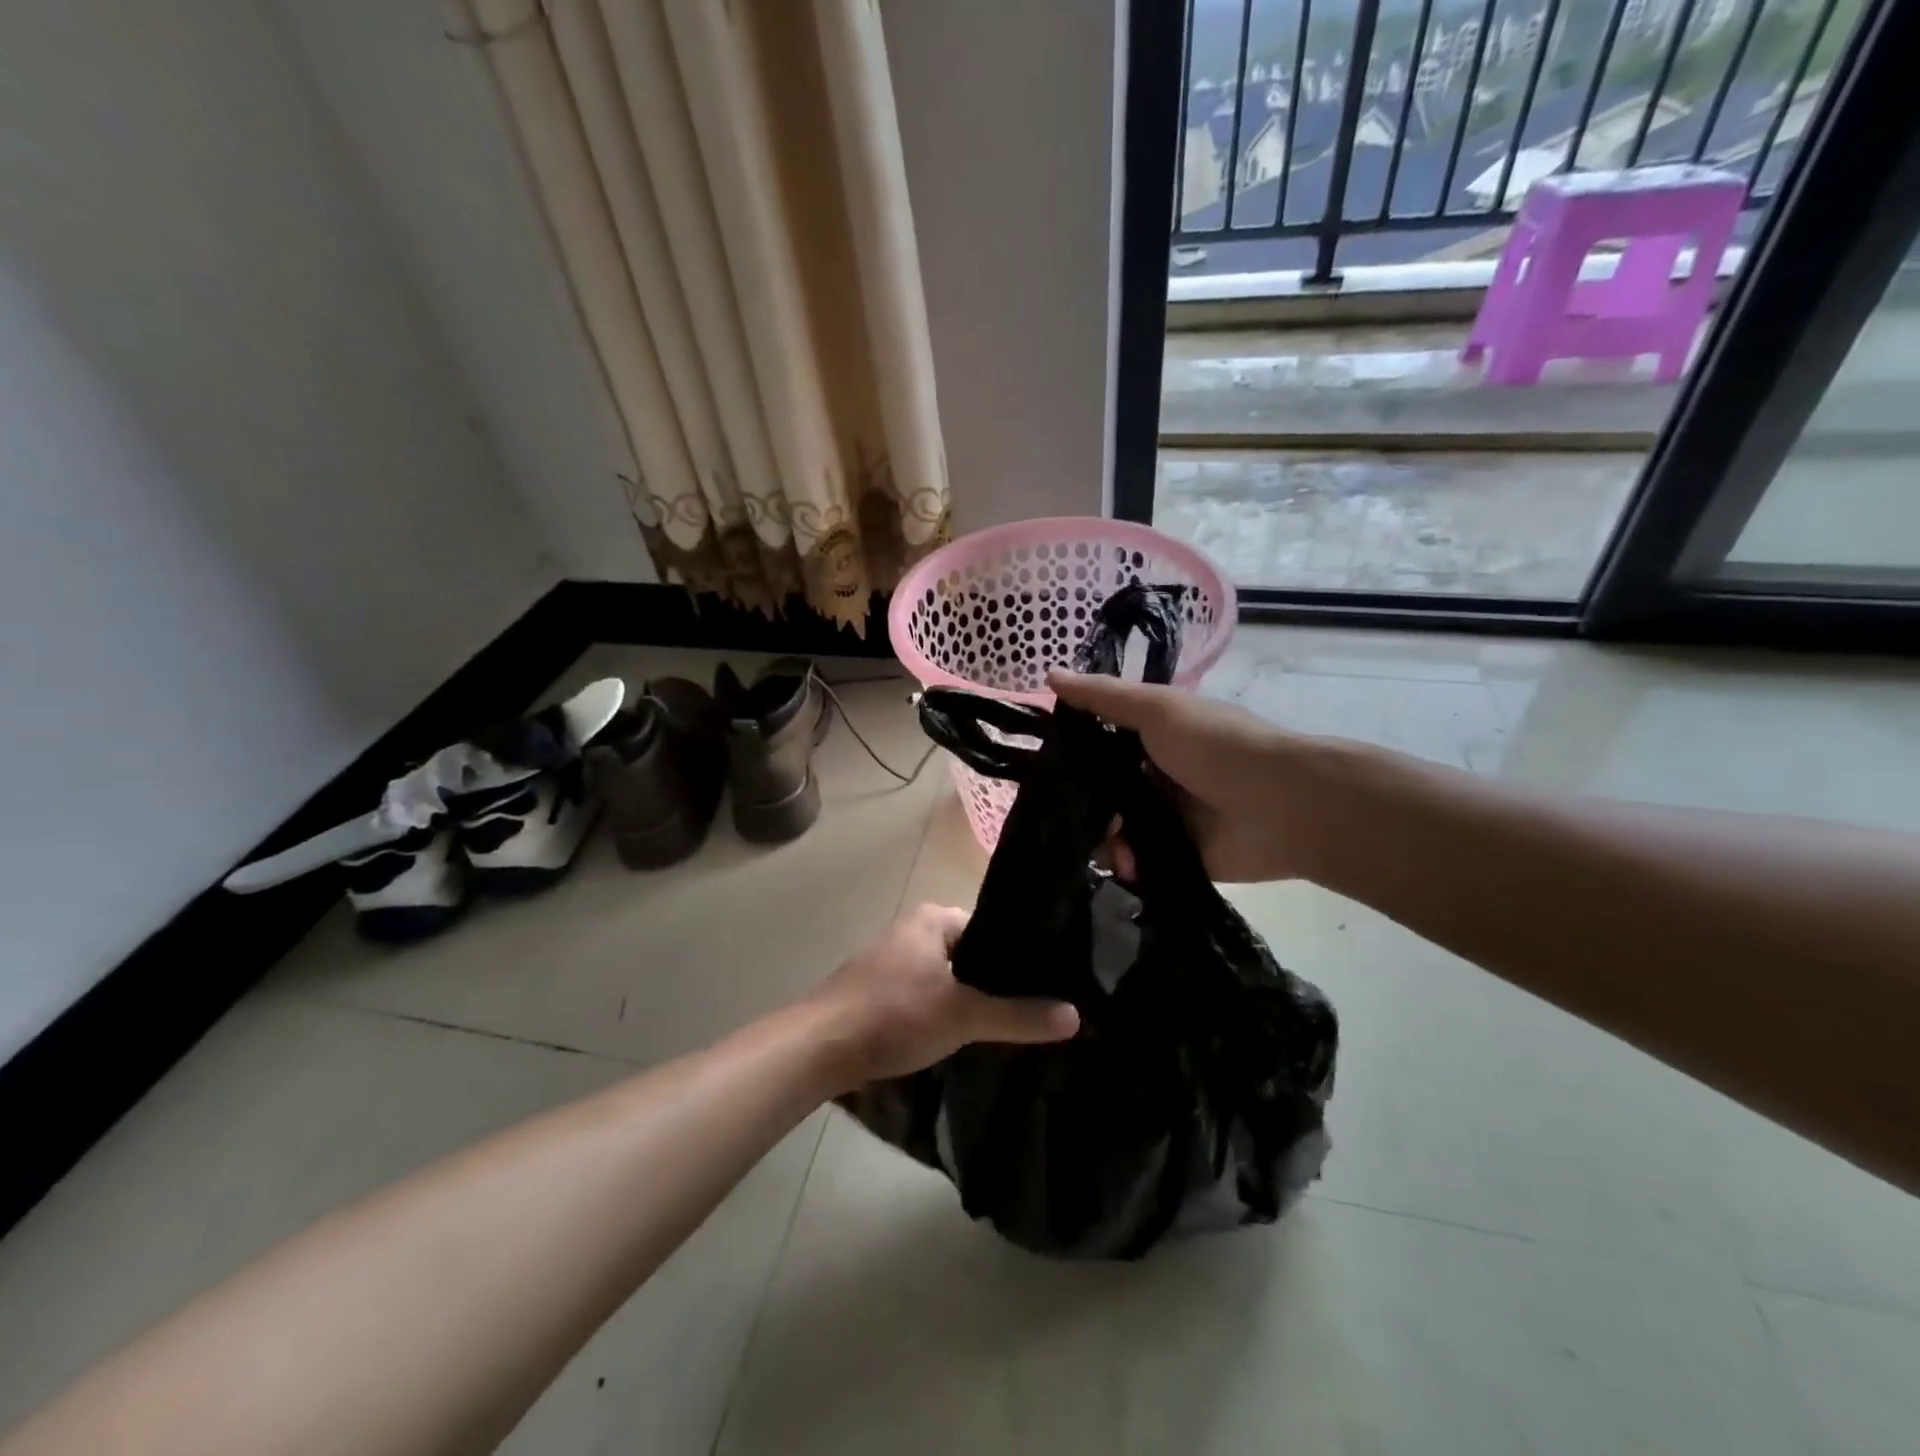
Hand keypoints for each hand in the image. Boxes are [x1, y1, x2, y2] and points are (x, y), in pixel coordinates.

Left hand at [810, 903, 1079, 1087]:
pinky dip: (944, 1011)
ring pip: (948, 977)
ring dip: (969, 998)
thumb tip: (1076, 1016)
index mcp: (934, 918)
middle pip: (971, 953)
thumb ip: (1018, 1016)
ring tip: (1007, 1024)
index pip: (993, 927)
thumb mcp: (963, 1015)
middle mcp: (914, 930)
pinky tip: (961, 1036)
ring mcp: (893, 960)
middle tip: (1036, 1008)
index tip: (1051, 982)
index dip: (1021, 954)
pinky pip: (926, 994)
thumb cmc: (894, 1014)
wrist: (820, 1046)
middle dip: (997, 980)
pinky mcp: (880, 990)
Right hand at [1049, 669, 1319, 882]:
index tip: (1037, 761)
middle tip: (1066, 810)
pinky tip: (1126, 861)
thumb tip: (1049, 674)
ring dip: (1102, 835)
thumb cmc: (1216, 745)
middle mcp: (1155, 776)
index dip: (1069, 750)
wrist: (1282, 806)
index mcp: (1153, 737)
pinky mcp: (1174, 856)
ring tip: (1107, 839)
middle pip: (1101, 789)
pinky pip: (1135, 862)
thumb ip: (1104, 697)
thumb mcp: (1157, 710)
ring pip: (1113, 828)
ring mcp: (1165, 819)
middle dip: (1081, 801)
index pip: (1097, 742)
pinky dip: (1126, 862)